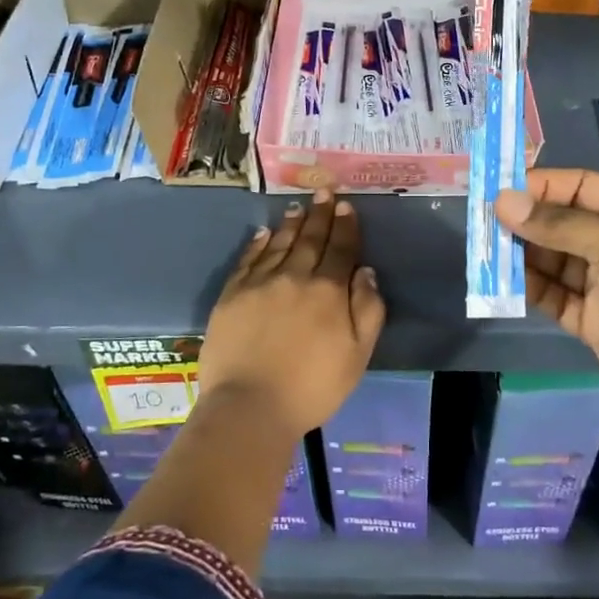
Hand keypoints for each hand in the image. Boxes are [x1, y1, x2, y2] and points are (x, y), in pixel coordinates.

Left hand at [199, 188, 385, 438]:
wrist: (249, 406)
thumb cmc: (312, 387)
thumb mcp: (357, 354)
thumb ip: (367, 310)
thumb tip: (365, 271)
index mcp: (327, 291)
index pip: (340, 250)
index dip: (346, 227)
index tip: (346, 206)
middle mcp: (294, 277)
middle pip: (310, 239)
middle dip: (320, 214)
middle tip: (324, 191)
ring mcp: (259, 284)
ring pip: (279, 243)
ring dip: (291, 224)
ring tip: (298, 207)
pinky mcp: (231, 295)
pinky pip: (248, 260)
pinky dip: (258, 244)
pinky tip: (264, 234)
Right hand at [494, 168, 598, 432]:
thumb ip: (558, 224)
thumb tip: (502, 201)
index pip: (579, 187)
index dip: (541, 185)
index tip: (500, 190)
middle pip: (560, 222)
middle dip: (525, 220)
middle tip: (483, 221)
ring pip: (550, 259)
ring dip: (520, 253)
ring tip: (485, 249)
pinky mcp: (588, 319)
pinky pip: (551, 295)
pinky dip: (527, 287)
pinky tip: (500, 281)